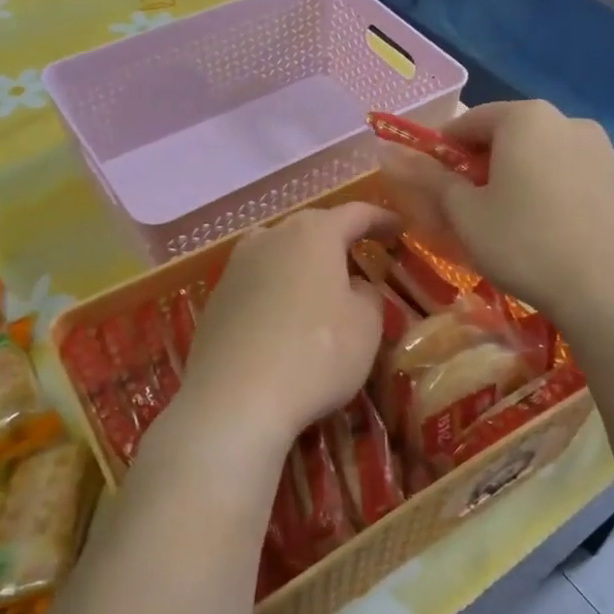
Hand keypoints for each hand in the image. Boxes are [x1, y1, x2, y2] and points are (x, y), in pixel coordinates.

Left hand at [164, 201, 394, 472]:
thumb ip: (367, 295)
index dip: (380, 219)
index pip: (355, 214)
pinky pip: (255, 282)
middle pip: (311, 227)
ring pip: (277, 251)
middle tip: (359, 254)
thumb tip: (353, 285)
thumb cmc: (315, 354)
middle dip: (337, 238)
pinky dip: (275, 289)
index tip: (398, 228)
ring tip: (319, 282)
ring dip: (301, 261)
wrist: (234, 399)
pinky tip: (283, 316)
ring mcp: (236, 266)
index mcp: (313, 233)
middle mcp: (270, 237)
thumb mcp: (365, 326)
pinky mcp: (215, 299)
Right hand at [378, 100, 613, 325]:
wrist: (612, 290)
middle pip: (511, 138)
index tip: (434, 184)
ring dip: (522, 182)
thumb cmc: (524, 243)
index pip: (469, 122)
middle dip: (485, 167)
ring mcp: (606, 153)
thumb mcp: (465, 213)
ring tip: (513, 227)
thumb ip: (429, 178)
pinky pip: (577, 182)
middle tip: (471, 209)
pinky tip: (554, 237)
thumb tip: (389, 154)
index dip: (443, 151)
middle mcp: (570, 122)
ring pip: (546, 160)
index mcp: (526, 118)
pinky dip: (557, 198)